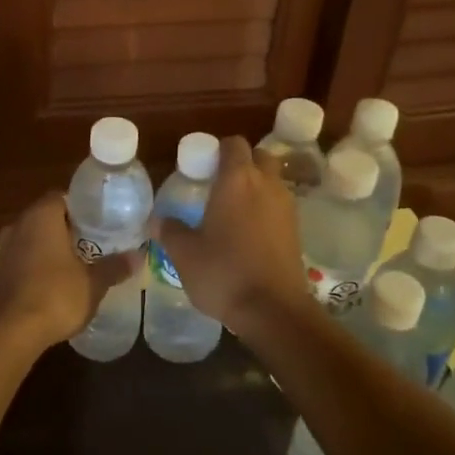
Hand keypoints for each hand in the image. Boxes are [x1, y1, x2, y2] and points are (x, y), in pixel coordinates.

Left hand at [0, 192, 137, 348]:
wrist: (12, 332)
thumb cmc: (56, 296)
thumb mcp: (93, 283)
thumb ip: (115, 266)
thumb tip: (137, 256)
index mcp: (41, 216)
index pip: (63, 197)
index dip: (84, 208)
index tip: (102, 222)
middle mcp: (18, 224)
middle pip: (48, 217)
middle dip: (70, 228)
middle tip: (96, 242)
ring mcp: (4, 248)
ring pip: (34, 238)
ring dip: (53, 247)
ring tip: (80, 262)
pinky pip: (24, 257)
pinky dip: (39, 264)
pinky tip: (57, 281)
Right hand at [154, 136, 306, 330]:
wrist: (274, 310)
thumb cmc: (224, 273)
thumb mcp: (185, 254)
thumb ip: (170, 231)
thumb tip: (157, 220)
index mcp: (237, 180)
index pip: (233, 144)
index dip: (217, 149)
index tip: (201, 166)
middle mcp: (266, 184)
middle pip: (259, 156)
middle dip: (241, 163)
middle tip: (218, 185)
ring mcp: (286, 206)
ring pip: (272, 181)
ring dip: (256, 186)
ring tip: (231, 210)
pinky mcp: (297, 229)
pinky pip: (279, 205)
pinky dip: (266, 209)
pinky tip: (248, 233)